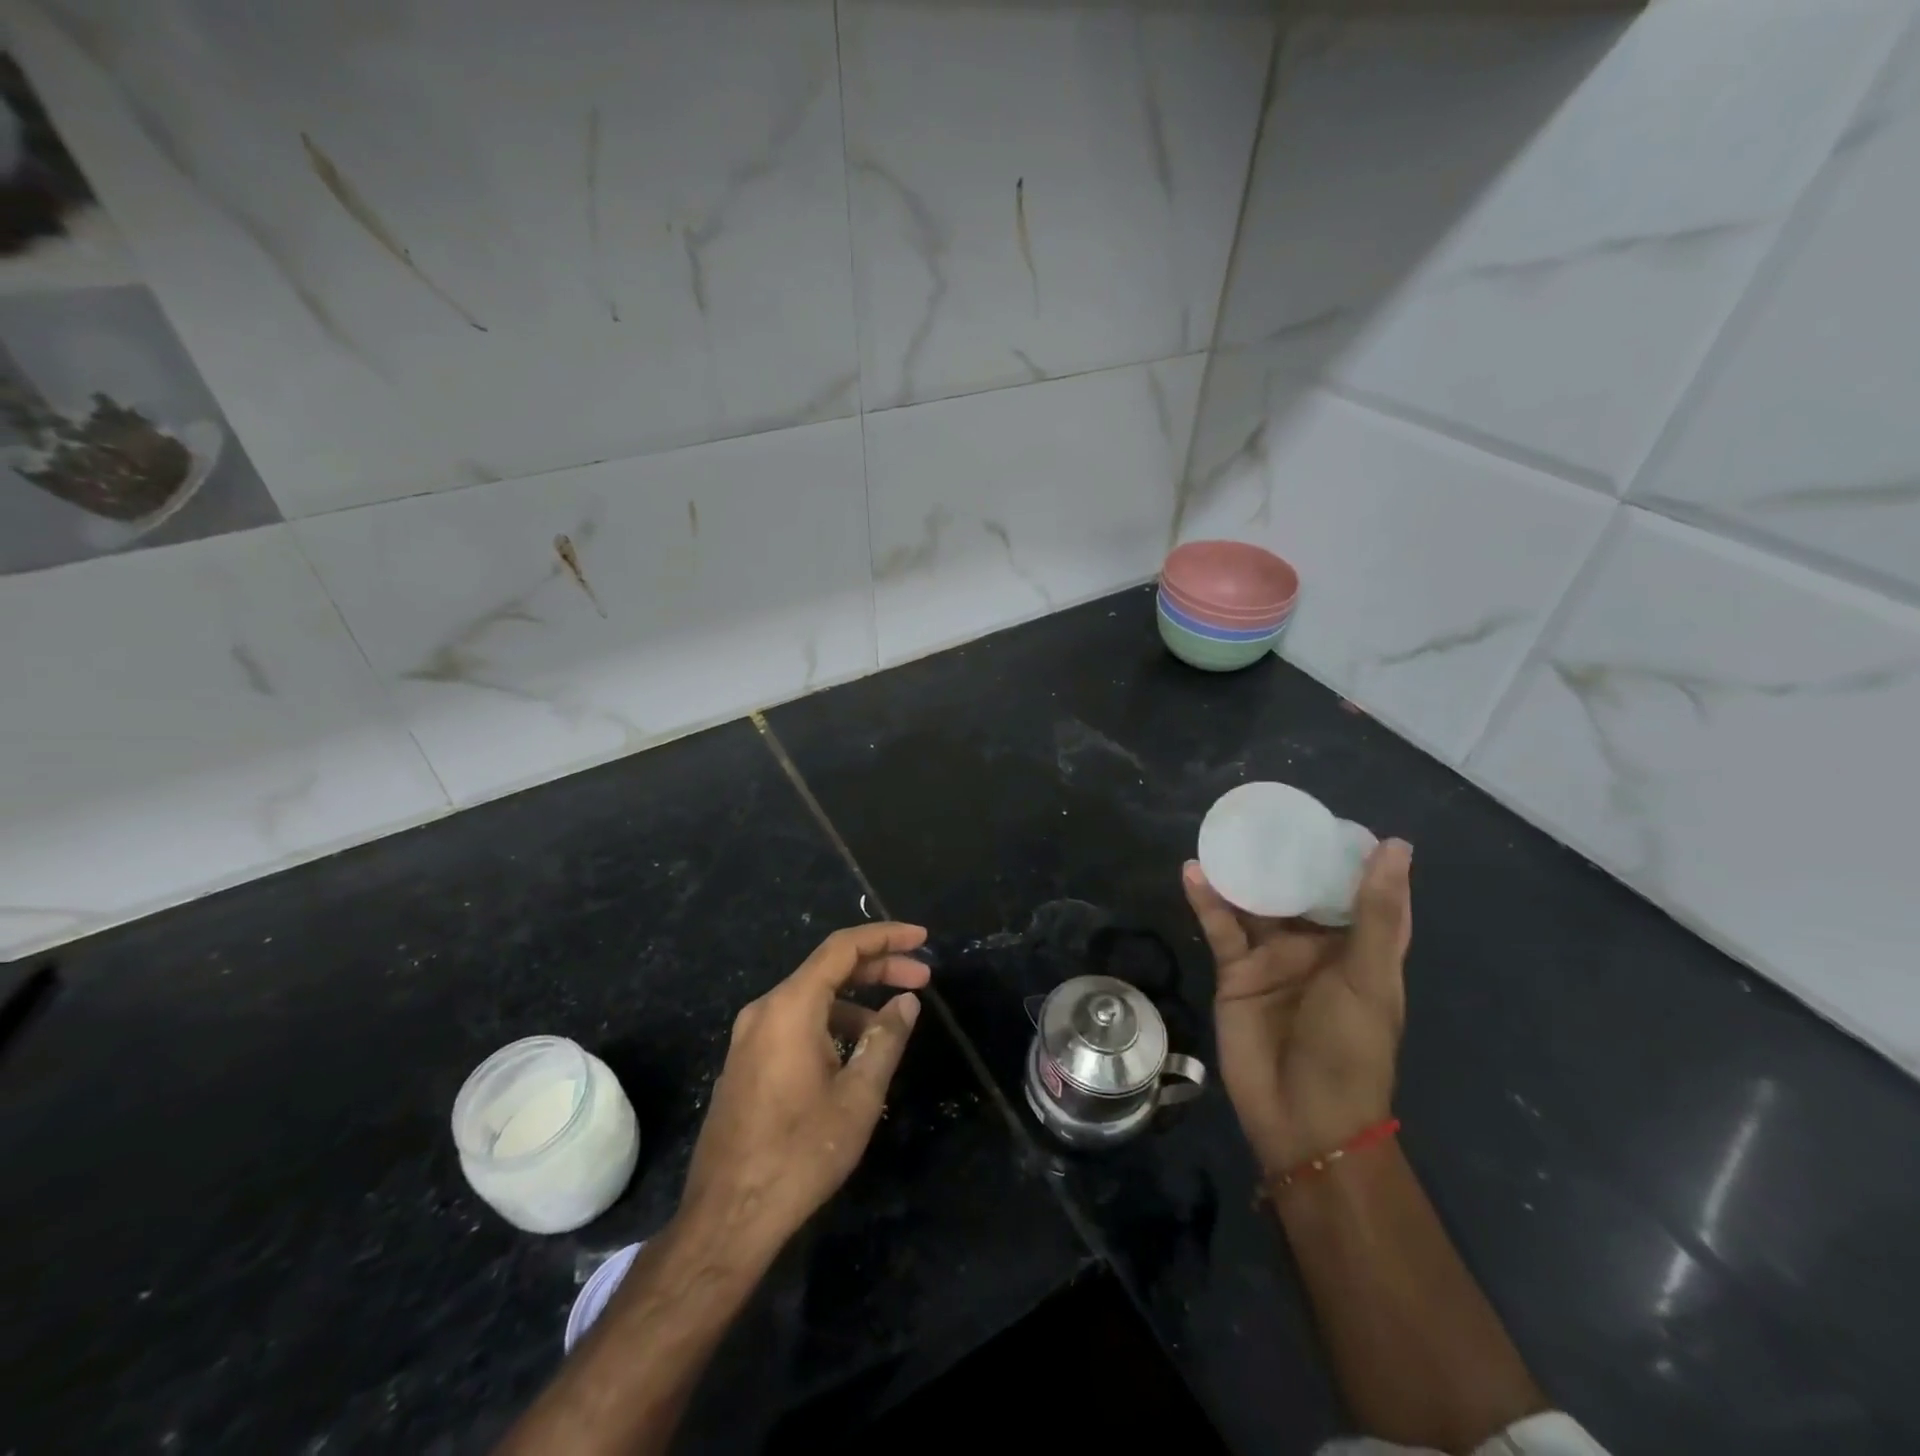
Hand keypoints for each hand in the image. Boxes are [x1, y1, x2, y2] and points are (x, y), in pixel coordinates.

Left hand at [678, 922, 930, 1254]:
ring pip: (811, 999)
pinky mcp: (745, 1062)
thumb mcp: (858, 1096)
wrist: (727, 1217)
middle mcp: (765, 1010)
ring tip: (892, 1026)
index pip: (842, 948)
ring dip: (855, 1001)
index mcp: (790, 1007)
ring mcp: (749, 1037)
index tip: (921, 938)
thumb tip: (906, 1002)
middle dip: (877, 968)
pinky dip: (830, 1022)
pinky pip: (795, 1023)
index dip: (885, 936)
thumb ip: (885, 1039)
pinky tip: (854, 1054)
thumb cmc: (799, 1153)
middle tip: (922, 979)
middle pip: (827, 969)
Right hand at [1182, 841, 1412, 1178]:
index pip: (1360, 892)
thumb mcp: (1369, 977)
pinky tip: (1193, 872)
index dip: (1351, 856)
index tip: (1334, 819)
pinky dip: (1207, 901)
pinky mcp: (1236, 972)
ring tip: (1226, 832)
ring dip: (1242, 873)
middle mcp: (1315, 947)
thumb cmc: (1350, 1048)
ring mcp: (1273, 959)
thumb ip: (1375, 912)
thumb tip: (1396, 845)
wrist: (1302, 1117)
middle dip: (1286, 856)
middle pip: (1300, 891)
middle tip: (1266, 813)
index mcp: (1358, 948)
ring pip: (1256, 904)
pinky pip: (1221, 927)